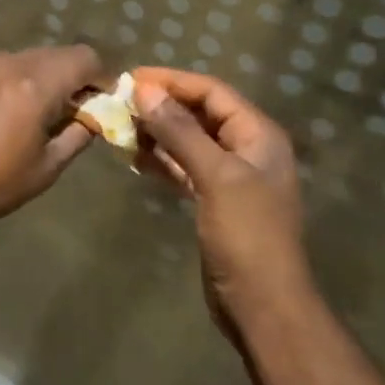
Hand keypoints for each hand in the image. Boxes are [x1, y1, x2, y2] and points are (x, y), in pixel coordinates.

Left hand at [0, 45, 105, 240]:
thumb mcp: (44, 169)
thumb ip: (76, 136)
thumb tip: (93, 118)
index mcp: (34, 84)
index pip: (84, 57)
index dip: (101, 77)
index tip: (101, 103)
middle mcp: (7, 61)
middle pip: (55, 54)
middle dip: (71, 78)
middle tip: (71, 112)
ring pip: (24, 58)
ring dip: (39, 78)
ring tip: (32, 115)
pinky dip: (9, 80)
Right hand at [130, 67, 314, 333]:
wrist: (263, 307)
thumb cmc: (247, 235)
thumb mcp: (216, 177)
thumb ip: (180, 131)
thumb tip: (144, 91)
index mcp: (258, 135)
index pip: (212, 91)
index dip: (172, 81)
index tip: (132, 78)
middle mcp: (246, 148)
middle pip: (199, 113)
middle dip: (162, 105)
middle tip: (120, 101)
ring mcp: (230, 176)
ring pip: (188, 140)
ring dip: (157, 132)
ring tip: (121, 126)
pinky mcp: (214, 200)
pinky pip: (184, 167)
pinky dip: (161, 159)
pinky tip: (133, 157)